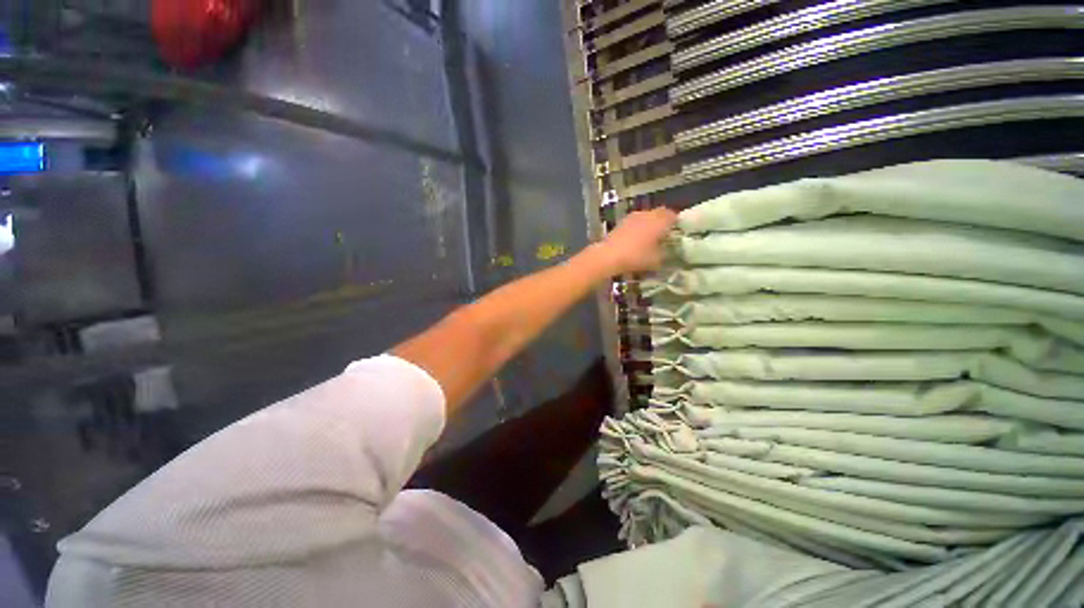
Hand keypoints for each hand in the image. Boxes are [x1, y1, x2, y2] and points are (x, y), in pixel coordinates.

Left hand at [597, 207, 677, 274]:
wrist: (609, 256)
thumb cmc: (637, 257)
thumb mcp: (657, 260)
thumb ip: (665, 253)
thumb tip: (667, 251)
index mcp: (660, 221)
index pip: (673, 215)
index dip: (675, 223)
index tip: (675, 233)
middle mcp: (647, 214)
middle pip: (659, 214)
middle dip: (661, 223)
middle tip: (662, 235)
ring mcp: (632, 217)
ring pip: (645, 217)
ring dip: (648, 224)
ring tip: (648, 239)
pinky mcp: (621, 222)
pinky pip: (634, 222)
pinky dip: (637, 228)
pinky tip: (634, 240)